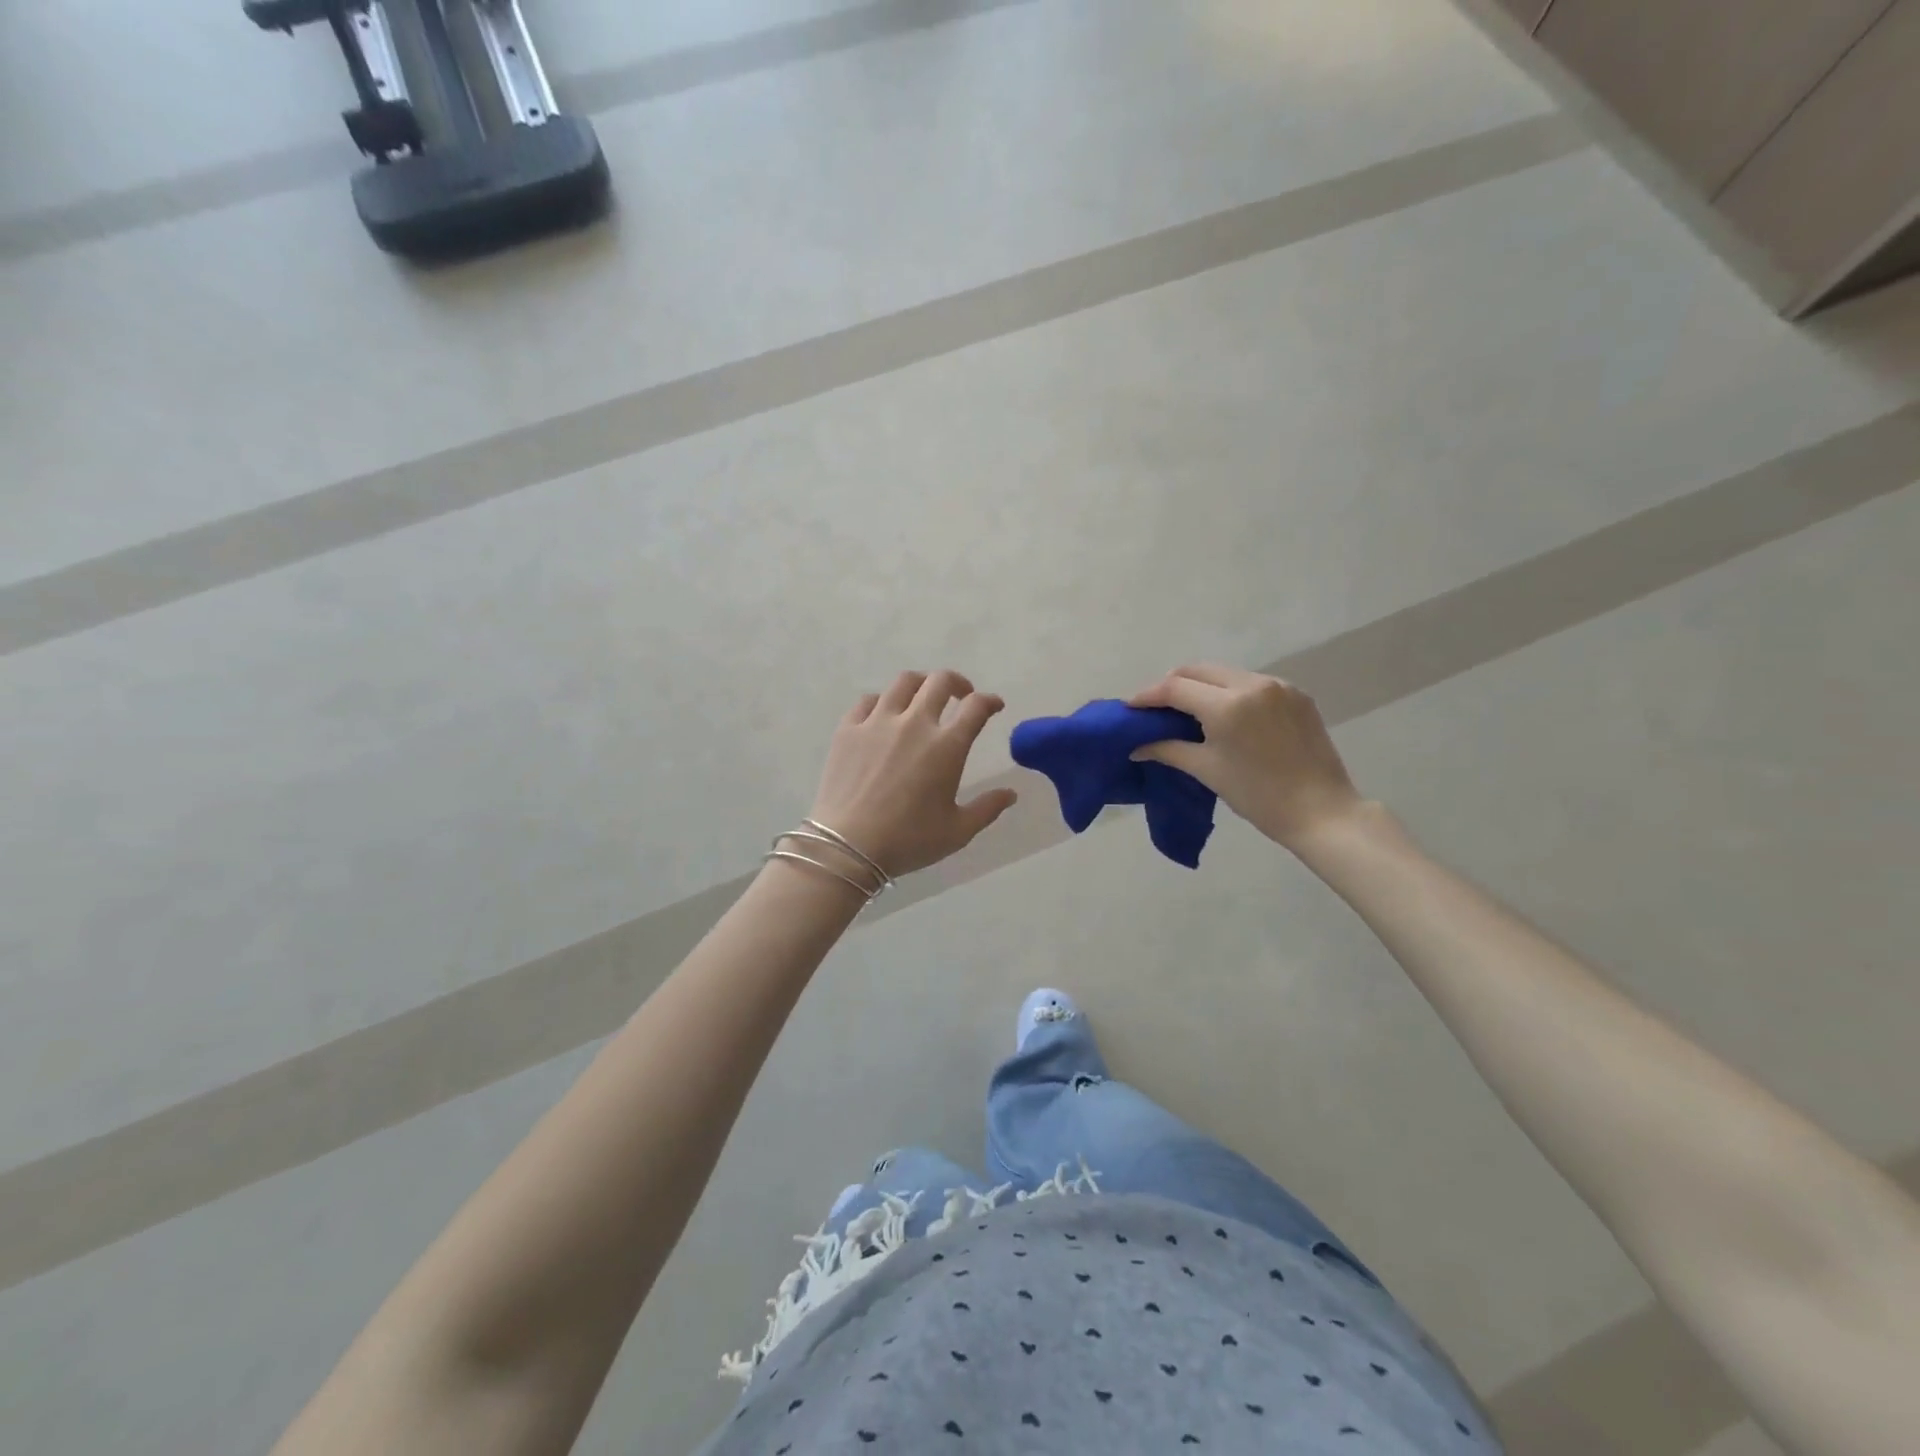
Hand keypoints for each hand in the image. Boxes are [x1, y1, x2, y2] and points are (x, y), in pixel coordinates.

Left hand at [807, 670, 1018, 877]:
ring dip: (922, 684)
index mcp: (946, 746)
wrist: (847, 846)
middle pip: (940, 682)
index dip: (990, 701)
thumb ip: (987, 809)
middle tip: (961, 696)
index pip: (976, 707)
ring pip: (904, 682)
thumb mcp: (958, 832)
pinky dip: (883, 701)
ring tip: (924, 697)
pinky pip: (868, 700)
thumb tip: (1011, 794)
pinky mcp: (848, 729)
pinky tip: (884, 714)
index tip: (994, 706)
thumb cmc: (908, 840)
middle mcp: (914, 723)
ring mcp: (878, 722)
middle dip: (958, 684)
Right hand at [1129, 663, 1363, 849]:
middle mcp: (1252, 684)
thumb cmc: (1258, 795)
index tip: (1130, 707)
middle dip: (1172, 685)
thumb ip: (1168, 750)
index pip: (1175, 688)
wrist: (1321, 811)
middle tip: (1156, 708)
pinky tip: (1226, 715)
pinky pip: (1251, 683)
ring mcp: (1278, 686)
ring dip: (1201, 686)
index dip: (1147, 696)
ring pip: (1225, 673)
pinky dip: (1230, 692)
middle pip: (1198, 670)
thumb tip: (1137, 747)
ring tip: (1189, 711)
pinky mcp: (1296, 695)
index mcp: (1227, 705)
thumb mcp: (1207, 770)